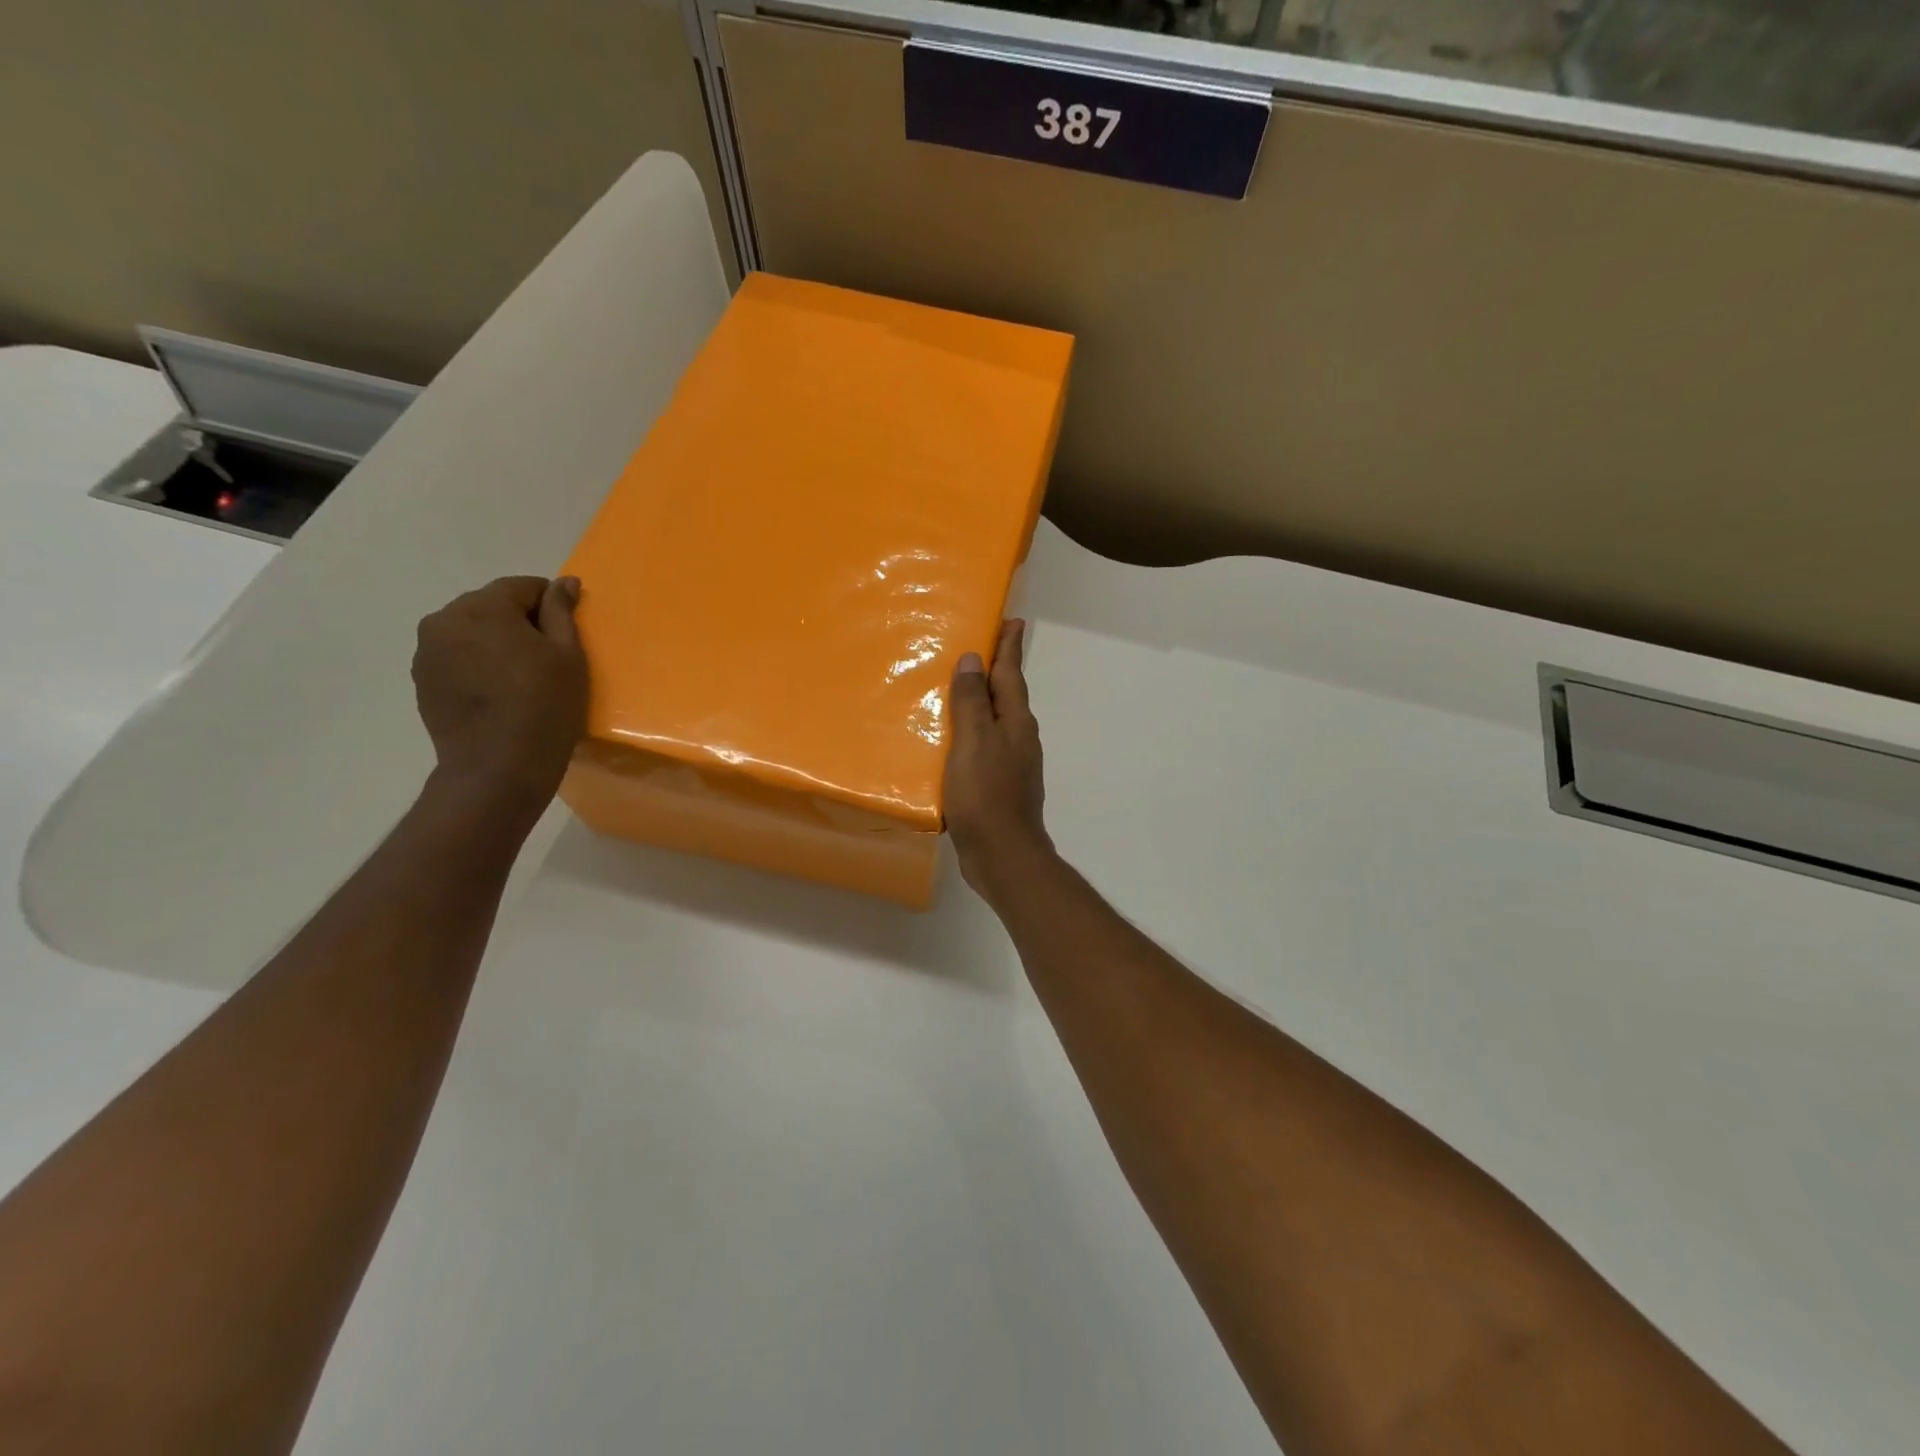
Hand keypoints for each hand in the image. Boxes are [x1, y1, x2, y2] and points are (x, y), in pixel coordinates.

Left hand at [412, 576, 587, 817]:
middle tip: (546, 657)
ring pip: (471, 632)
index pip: (522, 587)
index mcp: (482, 607)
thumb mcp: (568, 656)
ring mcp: (426, 652)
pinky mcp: (422, 681)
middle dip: (519, 622)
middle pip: (491, 606)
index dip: (550, 605)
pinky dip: (477, 665)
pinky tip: (498, 693)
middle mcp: (444, 620)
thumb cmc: (544, 706)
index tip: (567, 633)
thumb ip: (562, 612)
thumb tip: (564, 582)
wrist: (498, 768)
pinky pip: (456, 658)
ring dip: (495, 643)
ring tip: (520, 677)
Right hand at [944, 619, 1051, 899]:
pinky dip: (971, 733)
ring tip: (959, 688)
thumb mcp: (974, 741)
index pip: (1011, 673)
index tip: (1012, 620)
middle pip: (1007, 695)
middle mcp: (1019, 738)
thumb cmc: (986, 793)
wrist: (1002, 855)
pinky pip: (983, 747)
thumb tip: (975, 659)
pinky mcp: (998, 786)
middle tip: (979, 647)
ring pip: (996, 722)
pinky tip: (952, 740)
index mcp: (1016, 722)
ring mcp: (1011, 763)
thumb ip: (973, 700)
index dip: (1009, 646)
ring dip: (982, 702)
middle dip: (997, 670)